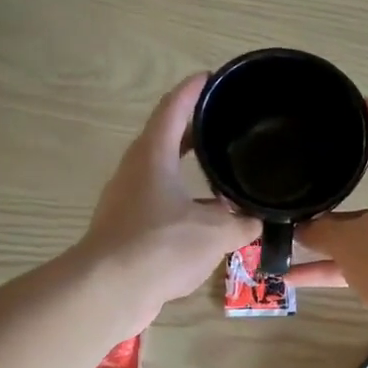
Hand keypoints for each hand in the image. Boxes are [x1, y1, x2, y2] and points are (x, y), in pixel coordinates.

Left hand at [77, 74, 258, 328]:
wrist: (108, 290)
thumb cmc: (161, 245)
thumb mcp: (215, 232)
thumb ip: (242, 223)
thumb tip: (259, 222)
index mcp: (153, 155)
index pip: (174, 109)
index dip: (193, 90)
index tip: (211, 77)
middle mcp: (136, 171)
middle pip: (166, 139)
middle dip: (195, 131)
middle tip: (225, 125)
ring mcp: (127, 201)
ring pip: (164, 176)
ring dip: (190, 174)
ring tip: (224, 177)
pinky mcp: (126, 230)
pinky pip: (160, 206)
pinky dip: (184, 205)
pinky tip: (207, 222)